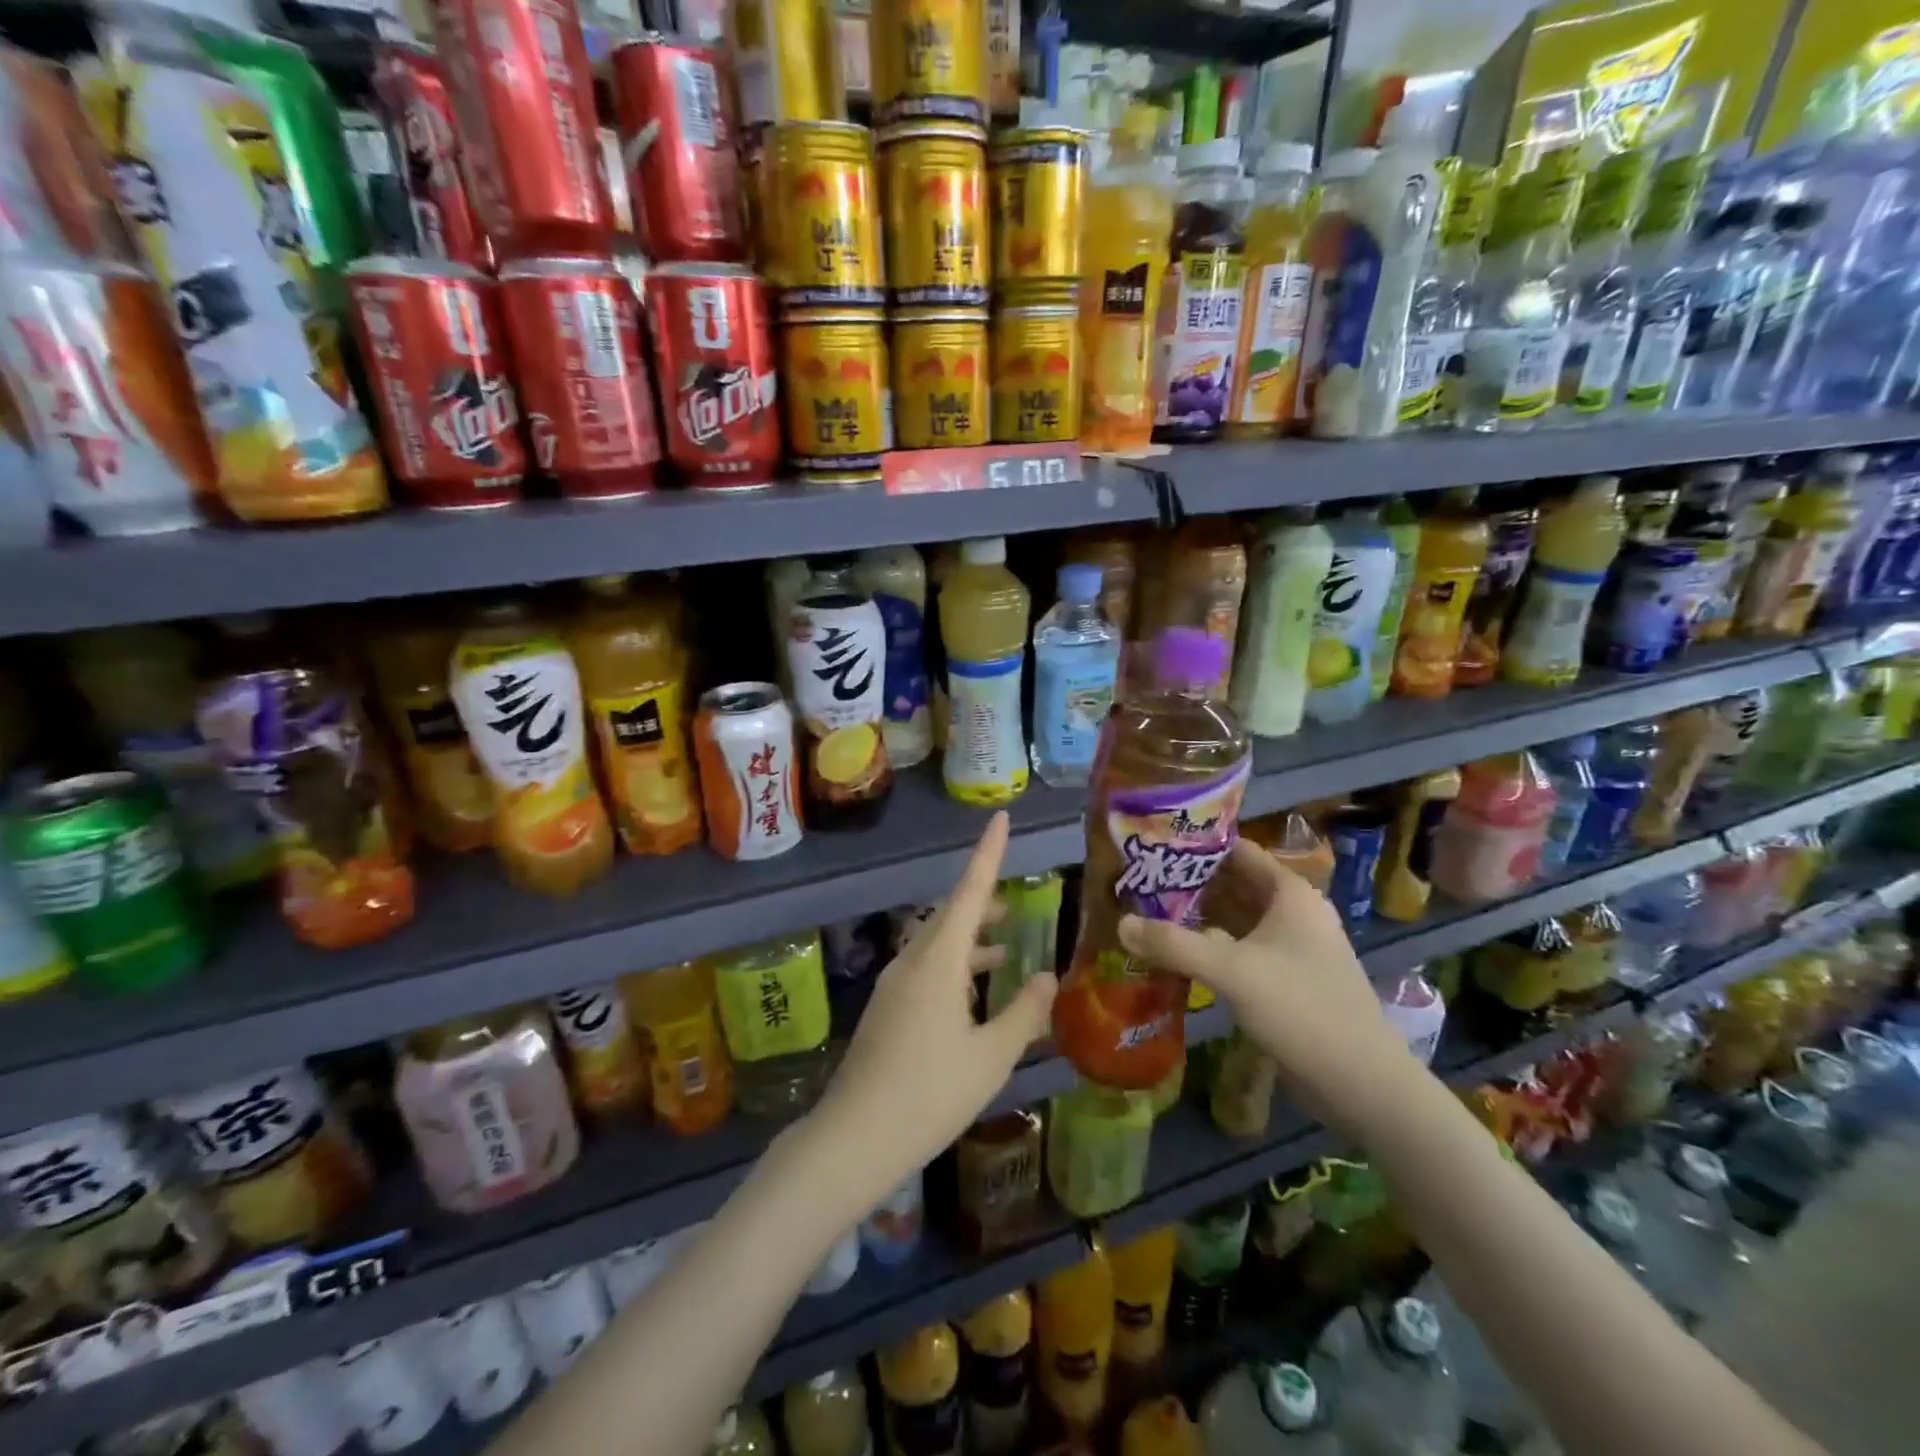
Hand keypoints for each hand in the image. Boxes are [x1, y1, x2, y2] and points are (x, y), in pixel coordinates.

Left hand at [808, 812, 1057, 1204]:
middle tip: (1015, 905)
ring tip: (1004, 947)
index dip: (988, 853)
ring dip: (970, 939)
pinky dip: (955, 966)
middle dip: (982, 903)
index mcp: (938, 961)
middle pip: (950, 916)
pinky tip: (973, 995)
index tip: (1000, 819)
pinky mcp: (886, 1010)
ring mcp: (894, 985)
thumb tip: (1048, 975)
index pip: (969, 892)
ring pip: (937, 944)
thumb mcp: (991, 1056)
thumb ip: (1025, 1013)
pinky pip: (925, 968)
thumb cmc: (931, 1093)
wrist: (855, 1137)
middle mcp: (912, 961)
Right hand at [1118, 839, 1423, 1140]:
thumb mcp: (1231, 970)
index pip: (1237, 851)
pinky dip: (1211, 946)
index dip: (1196, 845)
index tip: (1152, 846)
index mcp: (1289, 893)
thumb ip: (1173, 943)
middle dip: (1189, 883)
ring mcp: (1292, 947)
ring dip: (1197, 916)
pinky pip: (1241, 949)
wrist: (1362, 1083)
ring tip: (1147, 911)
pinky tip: (1177, 953)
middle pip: (1233, 884)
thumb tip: (1121, 923)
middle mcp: (1293, 912)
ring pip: (1236, 918)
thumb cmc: (1301, 1008)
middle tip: (1138, 881)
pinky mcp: (1287, 979)